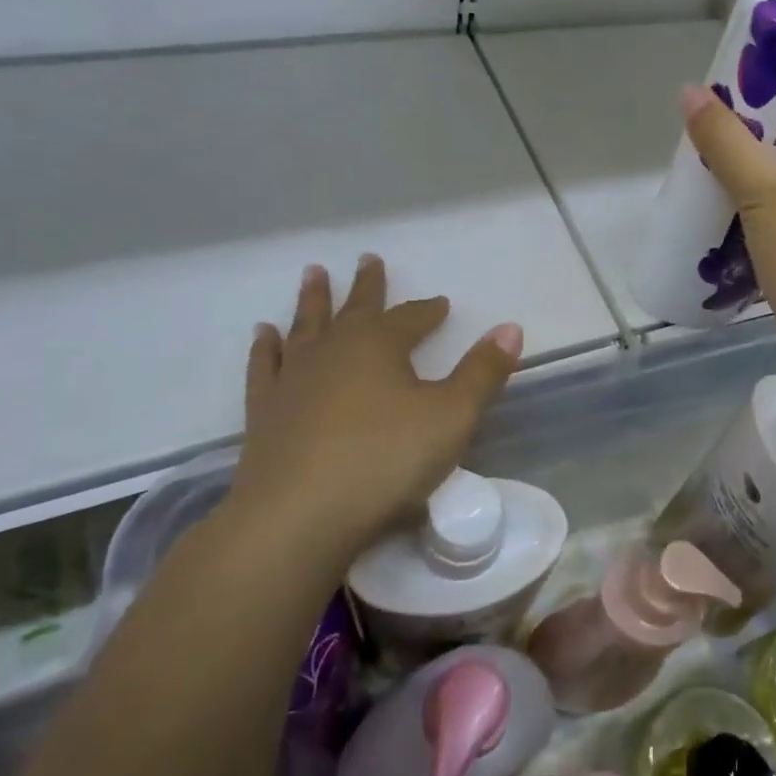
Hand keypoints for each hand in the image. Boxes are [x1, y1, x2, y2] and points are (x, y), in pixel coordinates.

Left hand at [225, 255, 522, 559]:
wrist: (298, 516)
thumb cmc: (385, 461)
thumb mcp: (452, 416)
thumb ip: (483, 372)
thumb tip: (510, 327)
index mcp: (379, 346)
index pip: (410, 318)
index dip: (427, 310)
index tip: (439, 304)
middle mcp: (334, 351)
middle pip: (354, 309)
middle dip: (366, 285)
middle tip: (367, 258)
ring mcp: (293, 378)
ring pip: (306, 327)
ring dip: (313, 301)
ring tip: (313, 273)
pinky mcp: (265, 411)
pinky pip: (266, 366)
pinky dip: (267, 347)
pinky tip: (266, 334)